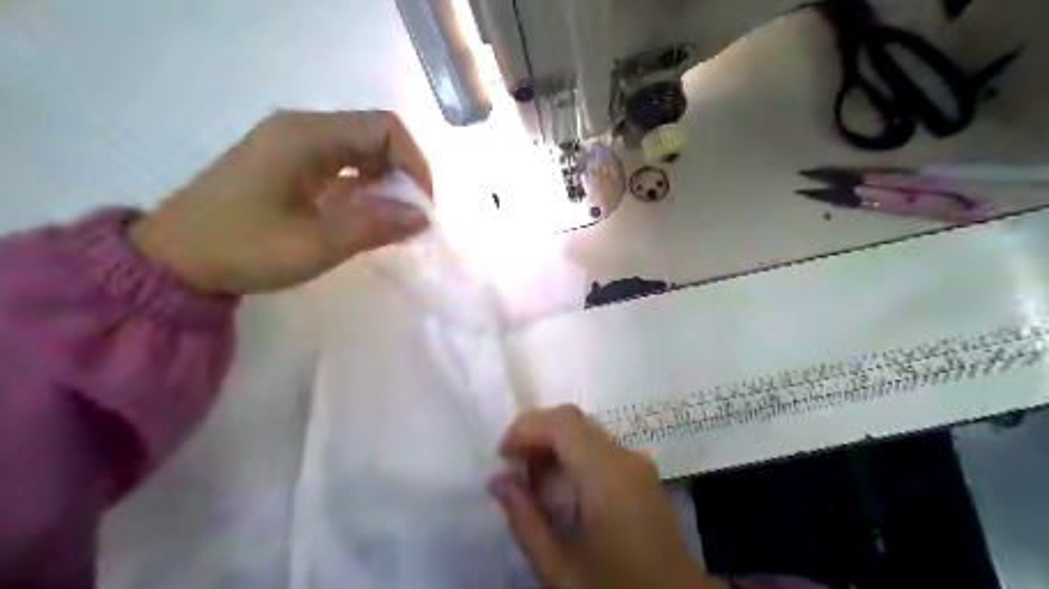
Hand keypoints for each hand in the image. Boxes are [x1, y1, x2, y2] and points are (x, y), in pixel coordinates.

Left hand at [129, 108, 433, 290]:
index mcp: (307, 136)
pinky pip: (342, 163)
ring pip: (361, 150)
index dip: (415, 165)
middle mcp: (303, 129)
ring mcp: (294, 144)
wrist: (174, 260)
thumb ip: (376, 226)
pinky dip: (364, 186)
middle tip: (411, 217)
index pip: (385, 129)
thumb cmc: (245, 249)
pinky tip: (367, 215)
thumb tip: (423, 218)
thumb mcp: (318, 244)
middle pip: (375, 135)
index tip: (421, 208)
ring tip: (393, 220)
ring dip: (386, 181)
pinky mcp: (289, 163)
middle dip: (403, 174)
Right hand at [491, 405, 721, 588]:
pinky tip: (560, 492)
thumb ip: (526, 521)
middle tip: (512, 471)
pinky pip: (599, 448)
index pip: (564, 423)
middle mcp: (626, 458)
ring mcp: (638, 462)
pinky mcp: (641, 472)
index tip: (502, 456)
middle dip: (536, 435)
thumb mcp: (561, 571)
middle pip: (573, 422)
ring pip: (585, 432)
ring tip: (531, 484)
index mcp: (609, 477)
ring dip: (552, 446)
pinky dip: (571, 457)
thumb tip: (498, 480)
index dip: (527, 427)